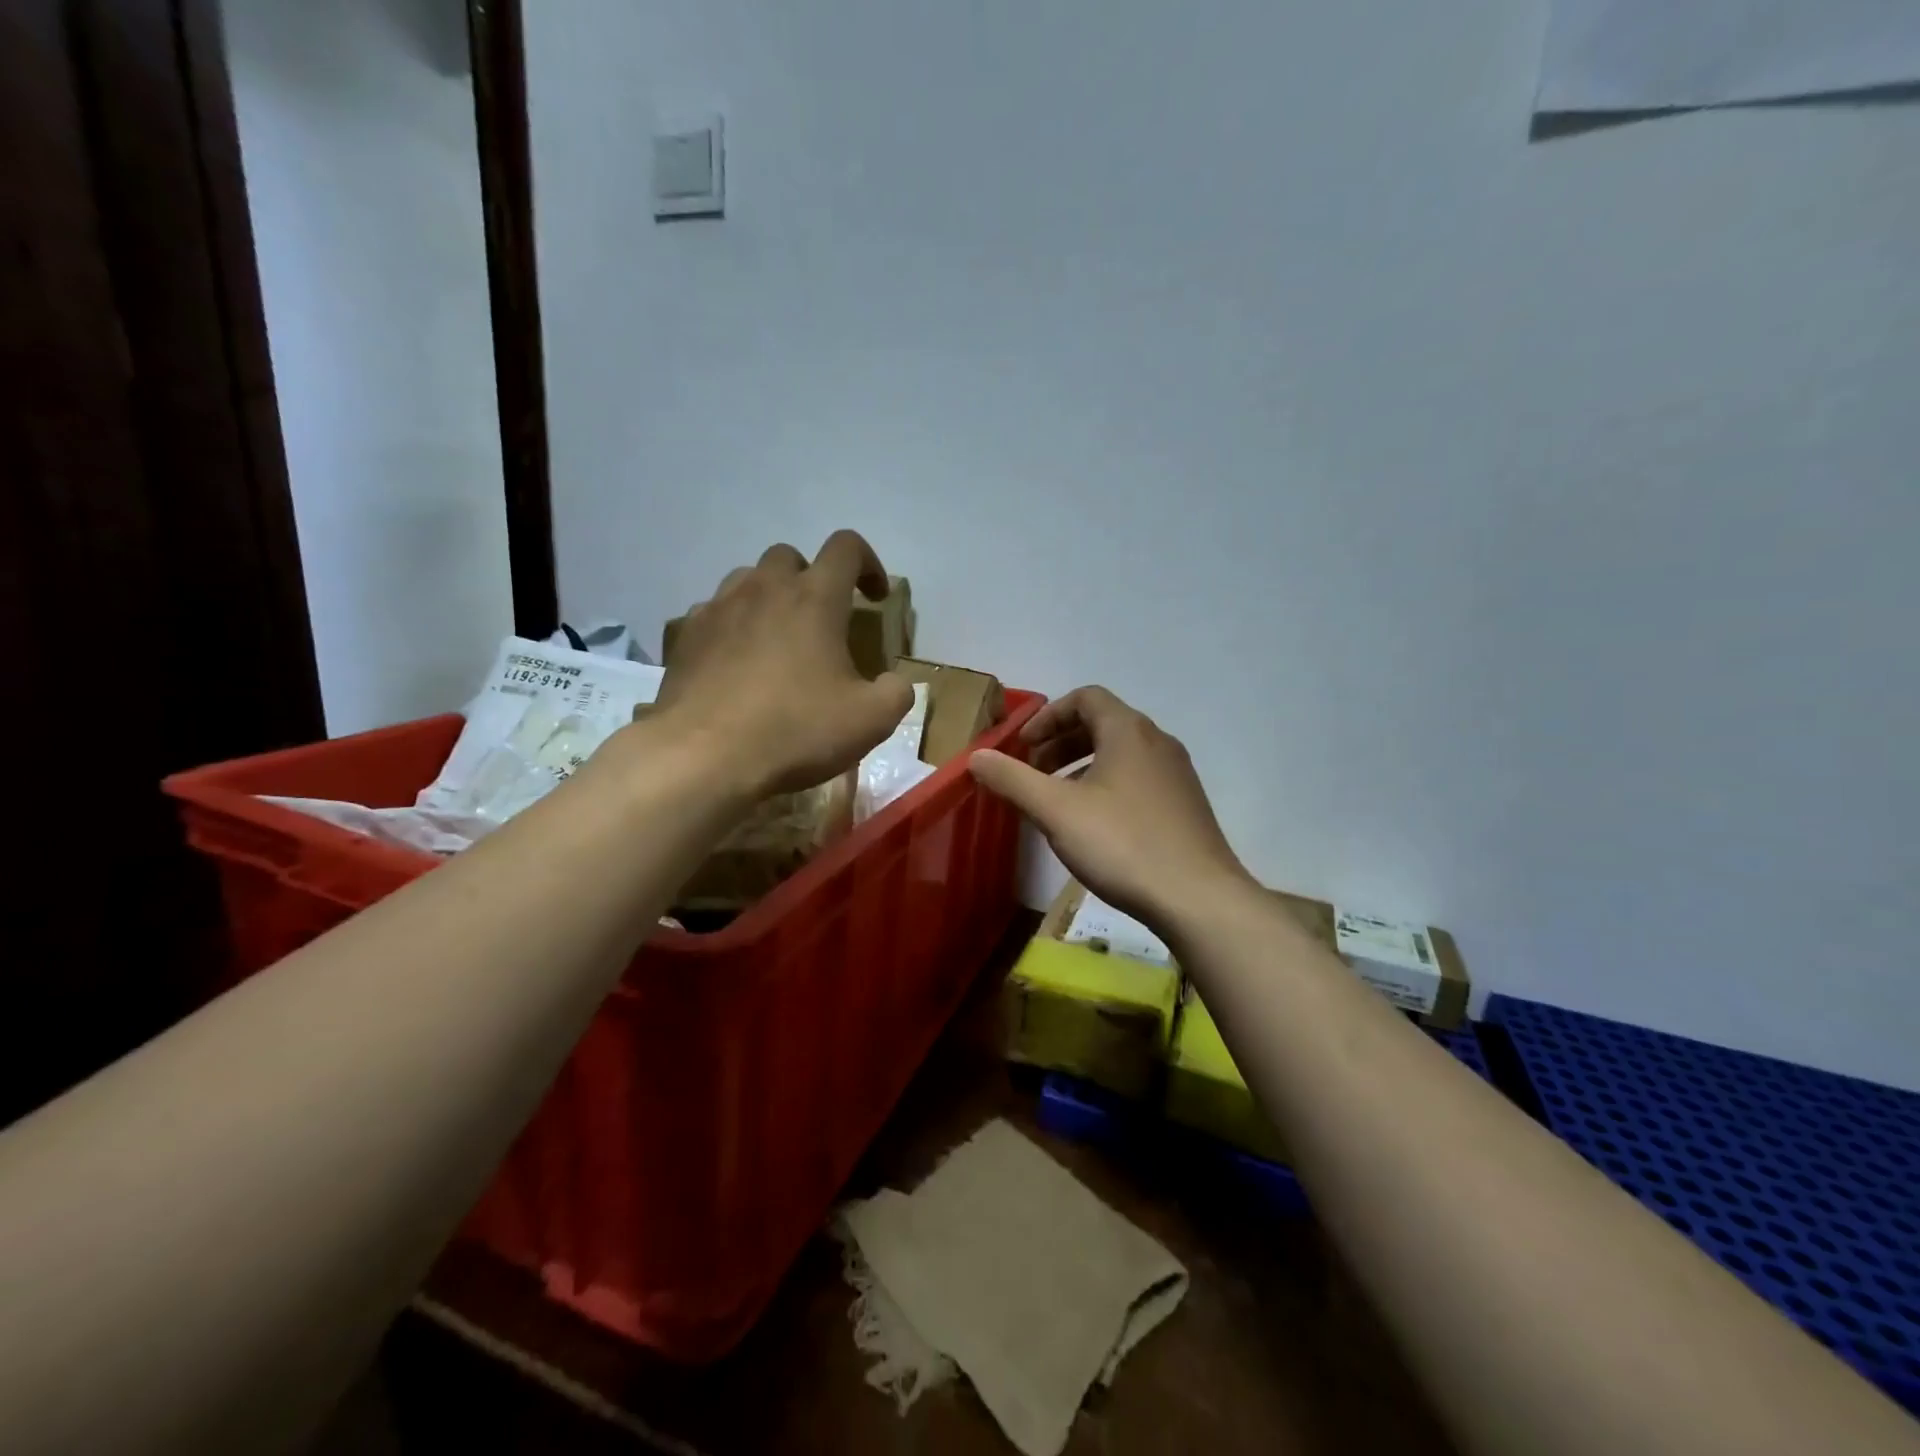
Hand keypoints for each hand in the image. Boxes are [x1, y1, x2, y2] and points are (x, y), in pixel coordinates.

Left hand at [646, 532, 914, 799]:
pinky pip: (714, 613)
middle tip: (822, 621)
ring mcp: (718, 608)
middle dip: (812, 579)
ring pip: (747, 580)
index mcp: (814, 598)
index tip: (875, 597)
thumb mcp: (871, 720)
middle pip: (790, 557)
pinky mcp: (685, 635)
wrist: (704, 757)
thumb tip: (894, 682)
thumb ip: (896, 692)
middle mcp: (764, 588)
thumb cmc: (795, 730)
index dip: (868, 564)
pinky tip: (737, 664)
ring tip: (778, 639)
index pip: (846, 547)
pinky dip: (733, 626)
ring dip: (769, 598)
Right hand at [968, 686, 1255, 930]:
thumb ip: (1013, 780)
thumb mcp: (1056, 811)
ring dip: (1083, 765)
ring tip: (1057, 800)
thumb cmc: (1122, 844)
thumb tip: (976, 756)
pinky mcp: (1186, 805)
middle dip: (1061, 742)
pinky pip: (1139, 778)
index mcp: (1129, 731)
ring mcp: (1177, 774)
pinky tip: (1095, 826)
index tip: (1023, 747)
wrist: (1198, 898)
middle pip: (1103, 723)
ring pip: (1122, 753)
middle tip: (1033, 772)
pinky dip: (1108, 785)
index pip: (1086, 698)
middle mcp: (1158, 742)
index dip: (1048, 717)